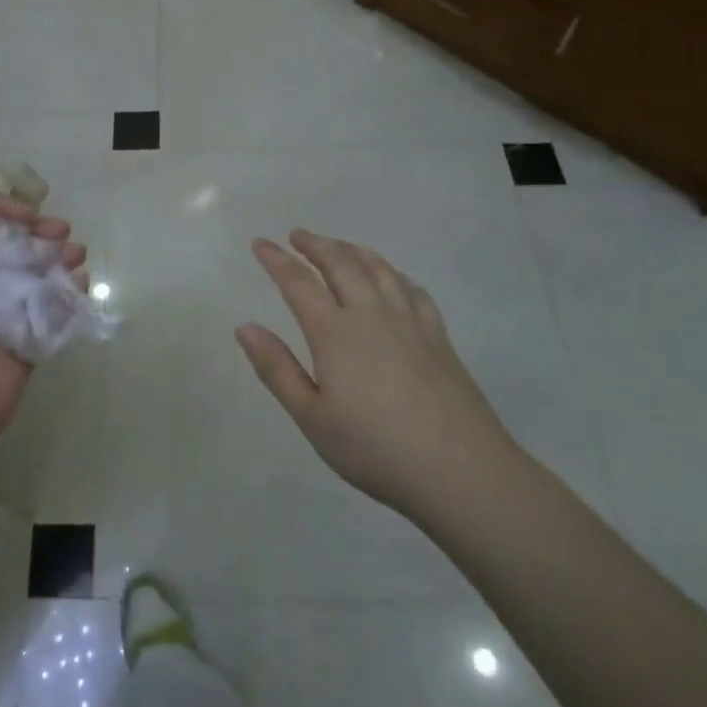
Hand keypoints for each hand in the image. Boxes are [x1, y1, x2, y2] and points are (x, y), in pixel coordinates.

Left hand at [0, 196, 84, 486]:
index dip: (11, 217)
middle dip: (43, 238)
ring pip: (40, 281)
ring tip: (78, 259)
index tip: (35, 218)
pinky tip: (79, 290)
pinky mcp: (27, 349)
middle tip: (65, 235)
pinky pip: (54, 316)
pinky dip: (70, 300)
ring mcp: (4, 321)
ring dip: (61, 264)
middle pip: (18, 253)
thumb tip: (7, 209)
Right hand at [237, 230, 515, 522]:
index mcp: (335, 333)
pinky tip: (392, 278)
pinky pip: (412, 289)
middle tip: (297, 236)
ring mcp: (410, 322)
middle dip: (315, 245)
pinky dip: (393, 273)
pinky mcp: (438, 336)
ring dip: (352, 250)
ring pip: (378, 269)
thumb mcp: (312, 418)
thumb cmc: (376, 449)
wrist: (461, 471)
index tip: (259, 243)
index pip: (298, 282)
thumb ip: (277, 369)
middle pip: (341, 263)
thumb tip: (244, 327)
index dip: (276, 259)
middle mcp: (371, 314)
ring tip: (338, 246)